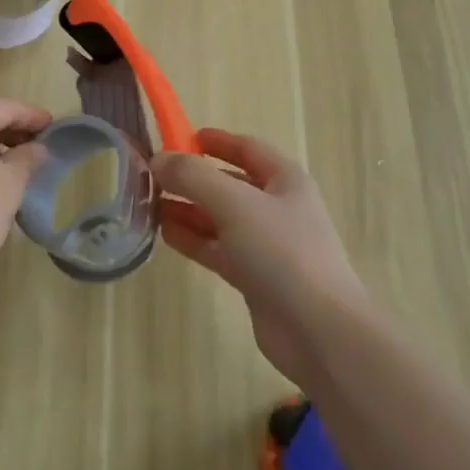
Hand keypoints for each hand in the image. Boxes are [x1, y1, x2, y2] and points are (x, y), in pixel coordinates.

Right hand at [152, 130, 369, 386]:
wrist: (319, 331)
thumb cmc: (281, 251)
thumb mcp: (234, 203)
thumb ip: (193, 177)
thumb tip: (158, 159)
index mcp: (284, 178)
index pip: (246, 147)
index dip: (215, 141)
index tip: (178, 138)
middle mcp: (277, 206)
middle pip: (230, 183)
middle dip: (194, 178)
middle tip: (153, 176)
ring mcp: (267, 244)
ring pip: (221, 218)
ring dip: (189, 209)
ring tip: (150, 204)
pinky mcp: (256, 278)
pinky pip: (219, 249)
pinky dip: (195, 239)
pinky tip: (166, 234)